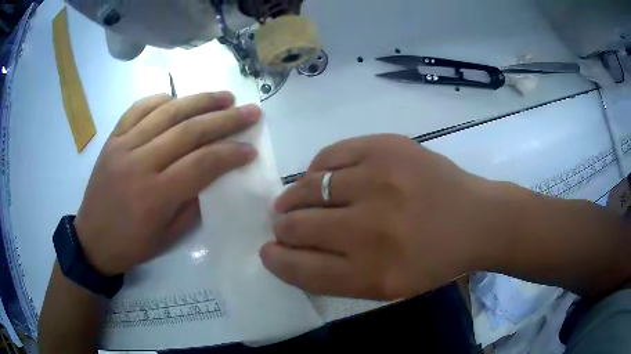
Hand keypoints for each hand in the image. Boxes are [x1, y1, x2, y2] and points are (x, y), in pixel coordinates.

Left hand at [75, 92, 259, 275]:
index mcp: (155, 196)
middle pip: (189, 132)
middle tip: (250, 111)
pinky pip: (138, 108)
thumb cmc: (131, 245)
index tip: (251, 149)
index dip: (231, 154)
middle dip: (225, 120)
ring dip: (199, 101)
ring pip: (166, 112)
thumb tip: (213, 175)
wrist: (91, 240)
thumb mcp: (167, 237)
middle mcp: (139, 164)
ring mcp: (123, 146)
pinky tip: (177, 98)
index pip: (202, 164)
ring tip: (224, 96)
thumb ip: (192, 204)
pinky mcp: (112, 139)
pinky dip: (161, 99)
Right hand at [261, 134, 497, 299]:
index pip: (301, 269)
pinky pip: (330, 156)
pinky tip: (321, 177)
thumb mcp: (388, 287)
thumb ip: (337, 276)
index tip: (268, 252)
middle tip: (282, 225)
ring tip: (293, 200)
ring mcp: (379, 181)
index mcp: (372, 273)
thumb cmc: (433, 260)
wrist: (476, 219)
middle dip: (282, 228)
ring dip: (293, 197)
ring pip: (308, 187)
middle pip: (298, 227)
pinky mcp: (386, 147)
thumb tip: (291, 251)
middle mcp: (370, 229)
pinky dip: (317, 169)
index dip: (277, 260)